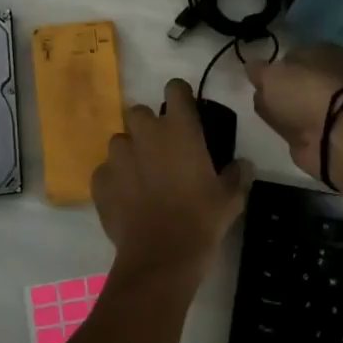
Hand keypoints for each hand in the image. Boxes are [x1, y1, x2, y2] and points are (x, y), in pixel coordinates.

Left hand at [92, 79, 249, 277]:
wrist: (162, 254)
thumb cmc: (202, 219)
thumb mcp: (231, 197)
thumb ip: (236, 174)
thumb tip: (243, 164)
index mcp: (179, 129)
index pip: (175, 88)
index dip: (180, 96)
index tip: (185, 111)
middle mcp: (145, 133)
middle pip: (139, 112)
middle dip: (148, 126)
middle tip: (162, 150)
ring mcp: (118, 156)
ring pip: (119, 141)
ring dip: (130, 152)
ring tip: (141, 177)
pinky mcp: (100, 180)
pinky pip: (106, 171)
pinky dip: (114, 180)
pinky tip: (126, 199)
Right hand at [245, 44, 342, 179]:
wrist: (332, 135)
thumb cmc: (303, 92)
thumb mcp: (270, 74)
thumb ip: (256, 69)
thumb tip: (252, 67)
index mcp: (324, 52)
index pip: (292, 53)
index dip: (273, 63)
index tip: (258, 74)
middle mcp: (329, 75)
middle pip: (291, 80)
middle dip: (273, 88)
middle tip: (260, 93)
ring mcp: (327, 104)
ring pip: (292, 102)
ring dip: (278, 108)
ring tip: (268, 113)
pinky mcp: (322, 129)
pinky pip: (296, 123)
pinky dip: (287, 126)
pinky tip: (278, 128)